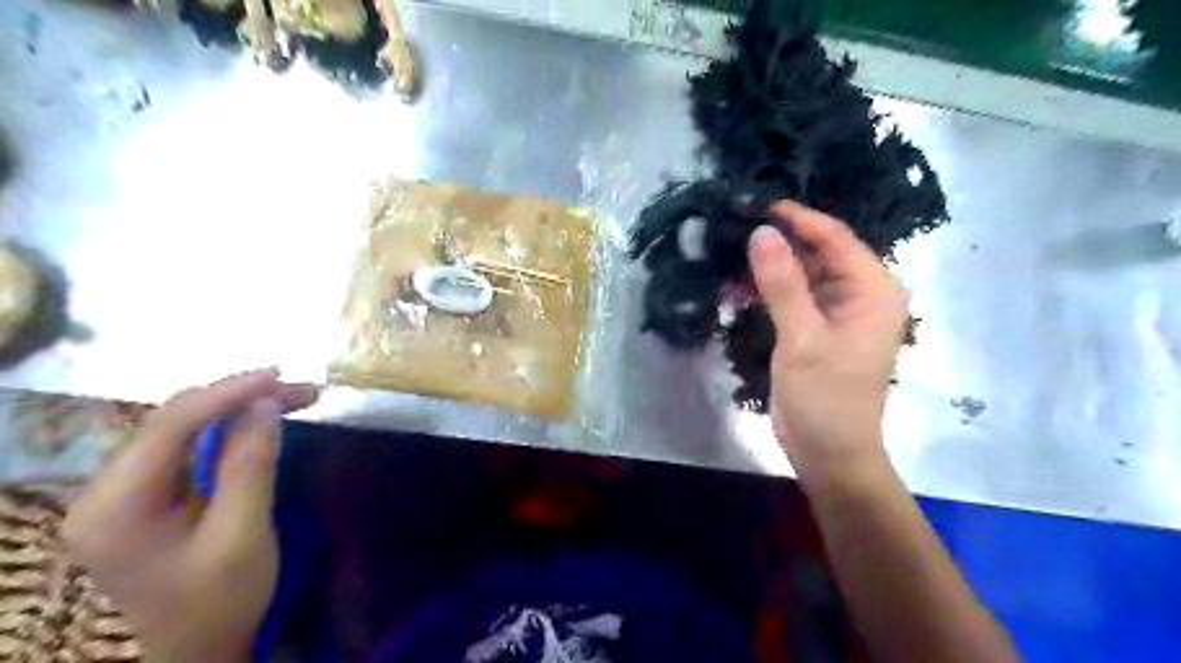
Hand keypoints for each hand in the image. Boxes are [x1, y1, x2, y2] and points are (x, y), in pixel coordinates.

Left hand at [63, 367, 320, 662]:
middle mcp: (107, 490)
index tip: (280, 376)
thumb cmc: (220, 600)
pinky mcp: (148, 495)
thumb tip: (266, 403)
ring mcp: (125, 492)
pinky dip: (232, 429)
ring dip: (242, 409)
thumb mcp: (243, 534)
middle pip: (176, 420)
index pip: (170, 424)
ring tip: (298, 398)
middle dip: (242, 397)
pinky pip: (191, 446)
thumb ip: (250, 464)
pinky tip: (266, 421)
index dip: (227, 392)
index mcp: (116, 506)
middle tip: (303, 390)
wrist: (198, 650)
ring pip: (186, 427)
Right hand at [750, 201, 906, 492]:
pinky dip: (765, 293)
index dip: (798, 218)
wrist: (828, 454)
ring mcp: (836, 314)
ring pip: (800, 275)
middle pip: (817, 253)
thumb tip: (761, 232)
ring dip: (766, 269)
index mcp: (872, 291)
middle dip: (777, 243)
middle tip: (734, 229)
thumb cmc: (825, 397)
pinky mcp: (816, 331)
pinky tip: (734, 291)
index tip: (757, 205)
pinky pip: (791, 299)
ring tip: (727, 259)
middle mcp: (859, 295)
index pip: (835, 238)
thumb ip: (782, 283)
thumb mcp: (803, 338)